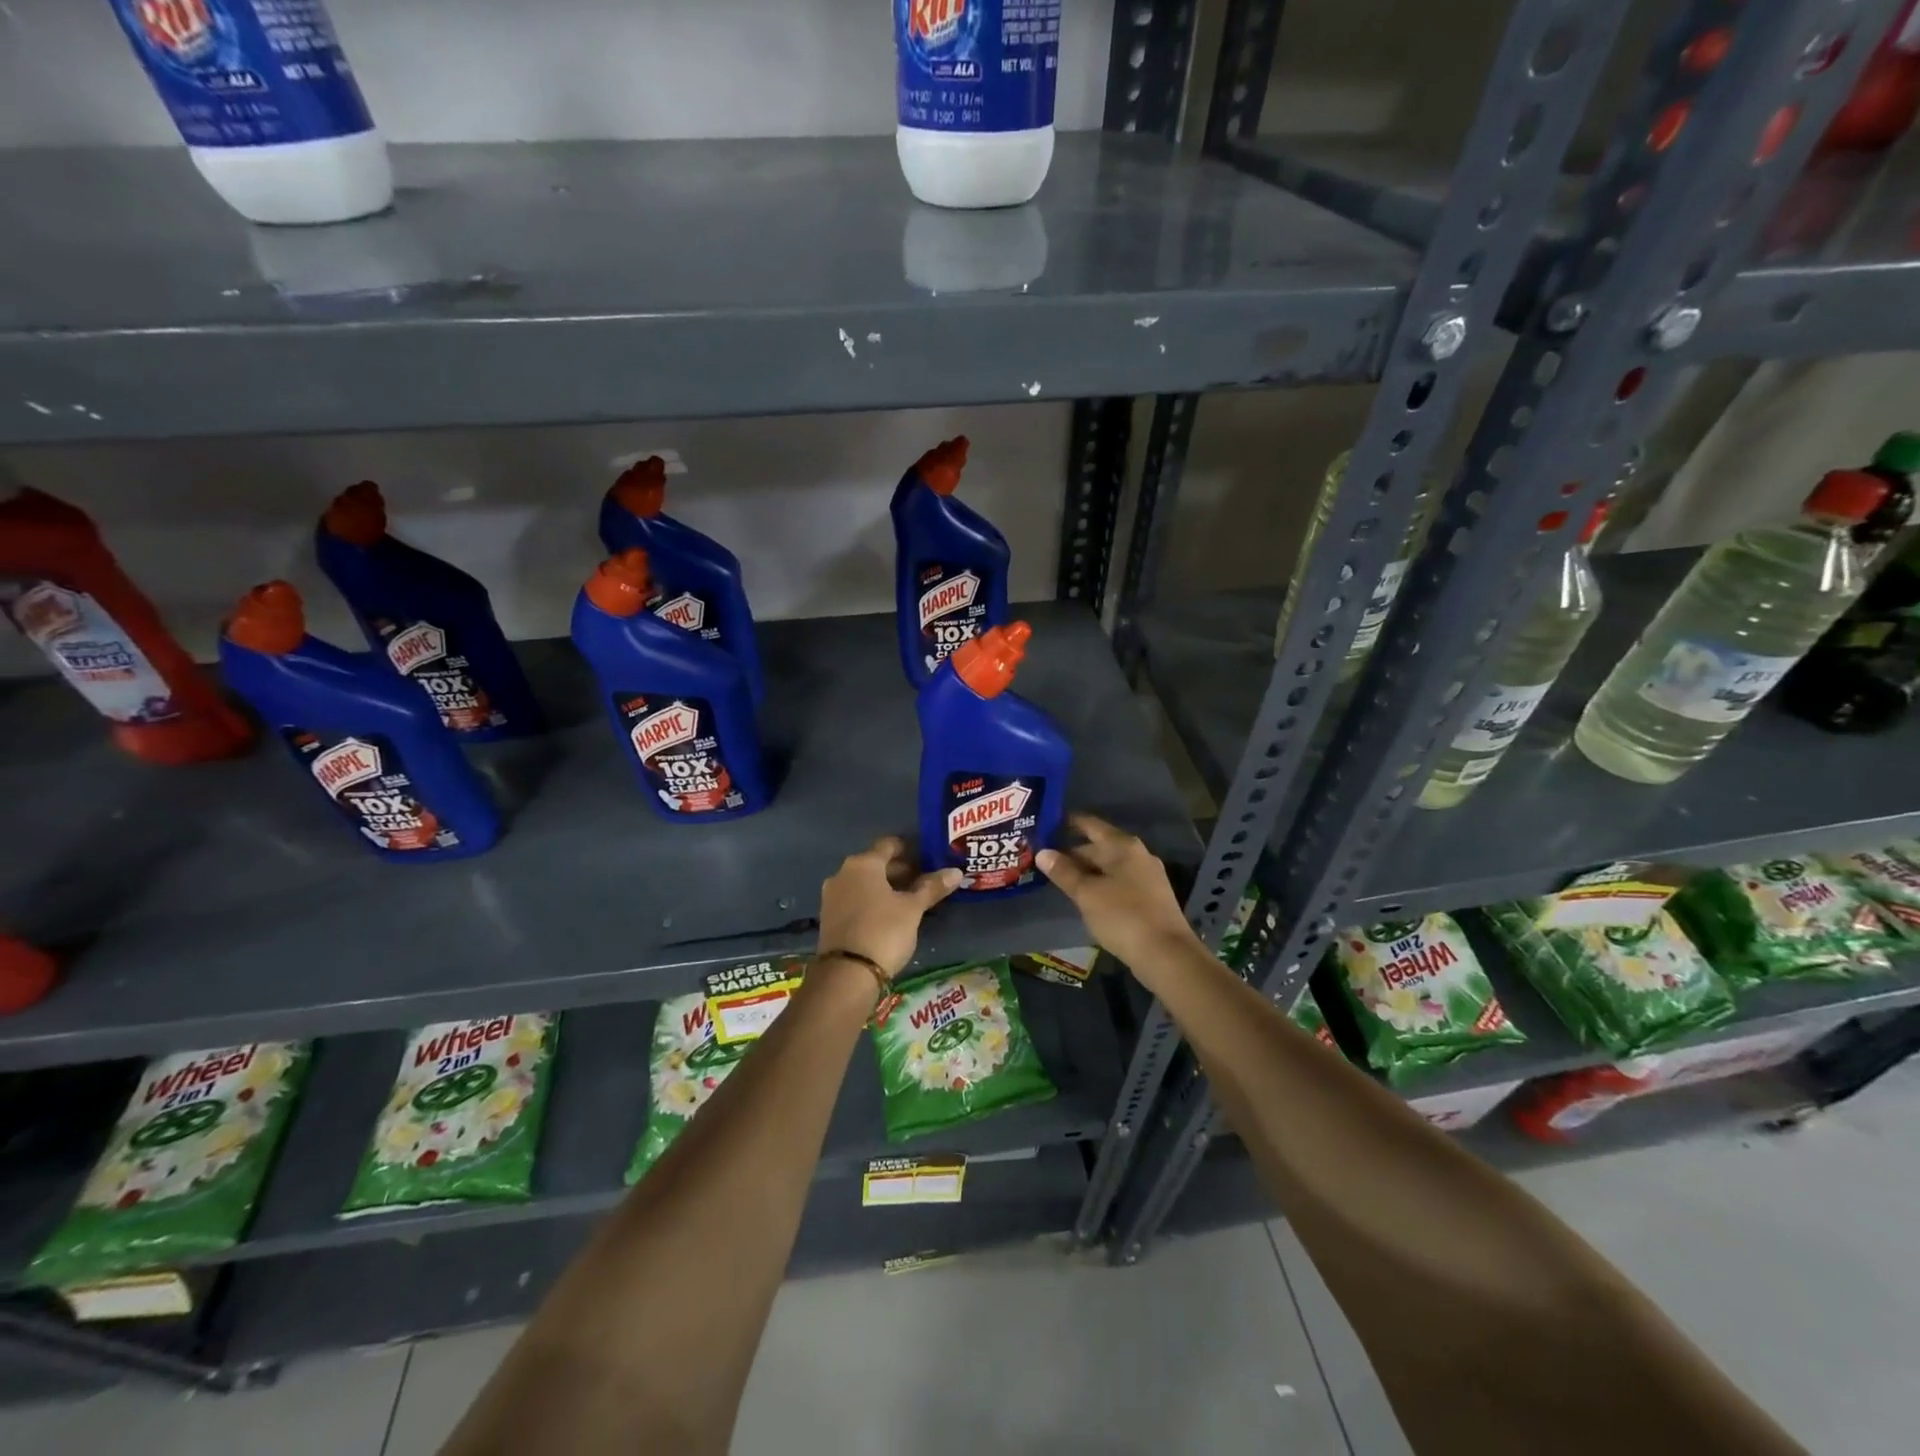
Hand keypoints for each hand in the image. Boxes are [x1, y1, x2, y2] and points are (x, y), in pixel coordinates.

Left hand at [817, 836, 963, 979]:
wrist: (847, 974)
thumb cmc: (884, 931)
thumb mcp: (913, 909)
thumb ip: (932, 888)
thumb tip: (956, 872)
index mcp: (863, 863)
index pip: (888, 845)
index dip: (909, 849)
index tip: (926, 859)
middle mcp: (843, 873)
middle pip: (875, 864)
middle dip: (899, 871)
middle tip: (923, 882)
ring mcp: (832, 896)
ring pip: (864, 883)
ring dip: (885, 888)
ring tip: (909, 901)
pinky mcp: (829, 917)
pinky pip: (854, 899)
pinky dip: (871, 901)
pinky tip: (888, 916)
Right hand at [1037, 814, 1200, 970]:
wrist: (1167, 955)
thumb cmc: (1123, 917)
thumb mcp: (1087, 894)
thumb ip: (1064, 872)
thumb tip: (1042, 852)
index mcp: (1123, 846)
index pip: (1090, 825)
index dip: (1068, 823)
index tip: (1046, 823)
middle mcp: (1138, 854)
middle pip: (1099, 846)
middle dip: (1073, 852)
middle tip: (1044, 858)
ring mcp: (1147, 876)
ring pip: (1109, 866)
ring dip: (1086, 871)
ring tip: (1059, 877)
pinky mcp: (1150, 897)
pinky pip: (1118, 882)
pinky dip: (1100, 884)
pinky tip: (1085, 896)